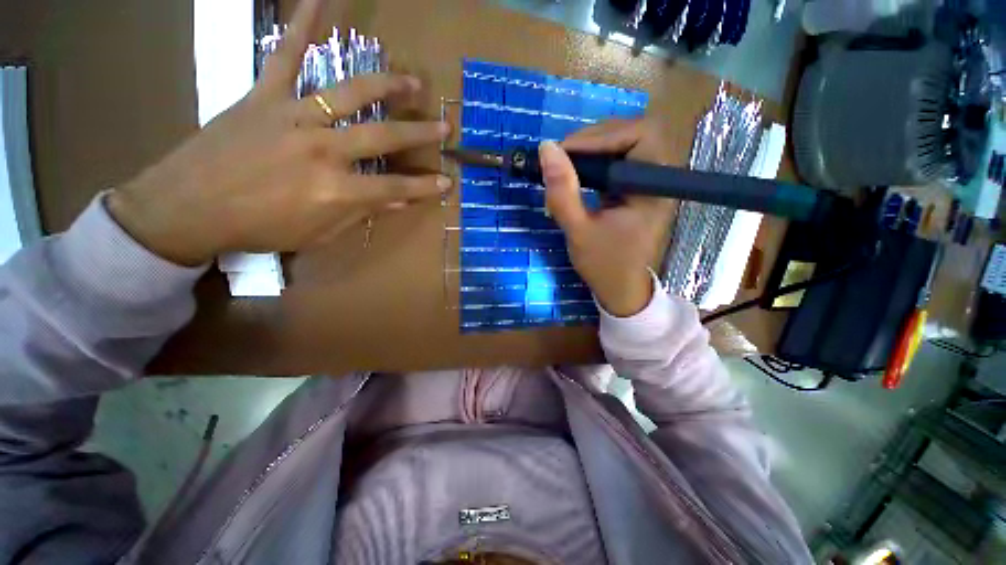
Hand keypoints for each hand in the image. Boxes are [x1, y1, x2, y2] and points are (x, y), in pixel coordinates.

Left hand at [107, 0, 450, 266]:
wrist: (188, 207)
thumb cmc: (259, 228)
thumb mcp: (318, 234)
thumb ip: (360, 214)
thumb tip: (397, 202)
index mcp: (336, 190)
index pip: (395, 188)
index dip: (425, 187)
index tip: (447, 182)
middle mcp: (324, 150)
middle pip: (384, 137)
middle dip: (419, 134)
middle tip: (444, 126)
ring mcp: (294, 117)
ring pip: (350, 94)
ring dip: (386, 85)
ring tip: (412, 81)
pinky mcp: (265, 96)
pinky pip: (286, 56)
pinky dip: (301, 25)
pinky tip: (320, 0)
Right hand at [540, 118, 675, 316]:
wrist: (619, 289)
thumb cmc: (603, 265)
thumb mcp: (578, 230)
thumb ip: (562, 192)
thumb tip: (545, 148)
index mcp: (653, 189)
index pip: (640, 135)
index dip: (602, 135)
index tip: (564, 152)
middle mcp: (657, 179)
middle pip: (634, 133)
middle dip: (595, 138)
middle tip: (562, 156)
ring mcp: (646, 183)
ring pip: (625, 144)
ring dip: (593, 148)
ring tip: (565, 163)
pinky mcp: (634, 188)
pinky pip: (618, 160)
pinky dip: (595, 161)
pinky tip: (577, 172)